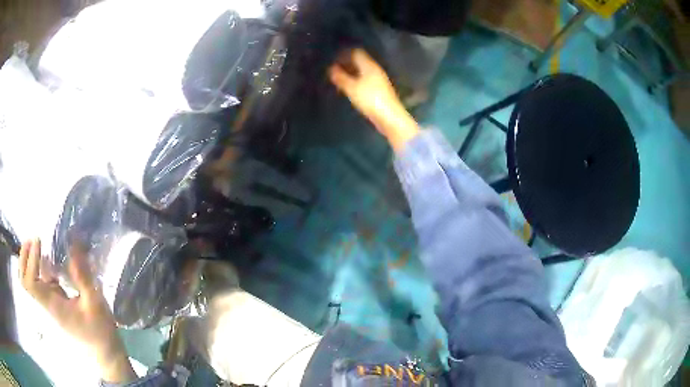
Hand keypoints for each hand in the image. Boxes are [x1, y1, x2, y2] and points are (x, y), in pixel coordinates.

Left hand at [19, 238, 135, 383]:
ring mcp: (50, 304)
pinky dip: (39, 268)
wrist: (105, 355)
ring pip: (30, 281)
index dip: (30, 260)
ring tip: (37, 245)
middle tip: (31, 239)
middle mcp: (47, 304)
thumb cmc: (100, 332)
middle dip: (23, 258)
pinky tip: (48, 260)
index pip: (31, 283)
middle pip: (25, 282)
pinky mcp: (56, 304)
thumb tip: (74, 243)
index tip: (39, 240)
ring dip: (29, 261)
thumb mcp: (95, 303)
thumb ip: (82, 275)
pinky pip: (41, 282)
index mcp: (53, 306)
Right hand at [329, 48, 418, 151]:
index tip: (332, 60)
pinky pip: (365, 80)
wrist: (389, 117)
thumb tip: (331, 68)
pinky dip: (356, 81)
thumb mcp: (352, 88)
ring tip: (338, 79)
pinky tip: (349, 88)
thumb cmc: (370, 100)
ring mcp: (378, 80)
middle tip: (333, 70)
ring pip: (362, 71)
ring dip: (350, 73)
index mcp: (369, 66)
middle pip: (359, 61)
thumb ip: (341, 77)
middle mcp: (375, 70)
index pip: (356, 52)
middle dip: (346, 64)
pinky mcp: (379, 90)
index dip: (344, 54)